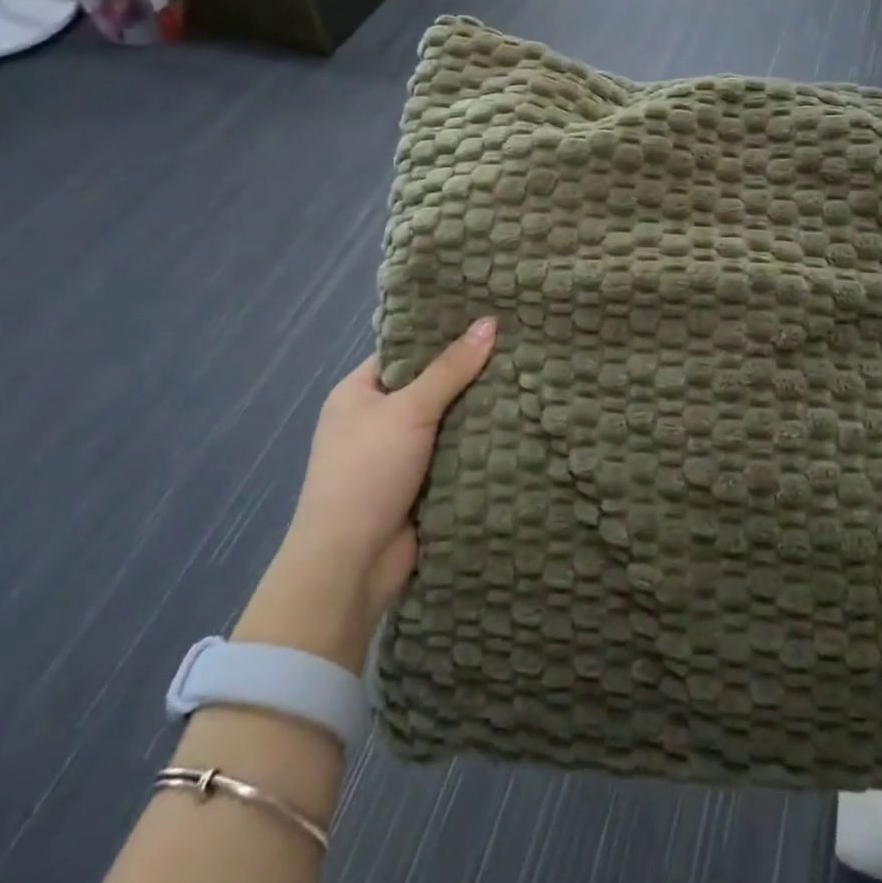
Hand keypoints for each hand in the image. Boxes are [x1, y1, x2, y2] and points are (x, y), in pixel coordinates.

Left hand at [235, 318, 496, 670]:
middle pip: (432, 385)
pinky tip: (522, 421)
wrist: (350, 566)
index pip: (406, 351)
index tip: (489, 316)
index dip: (443, 333)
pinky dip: (482, 443)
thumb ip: (451, 368)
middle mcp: (377, 420)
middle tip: (522, 344)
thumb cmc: (367, 473)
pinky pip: (457, 453)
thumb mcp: (408, 410)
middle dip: (471, 372)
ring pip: (449, 421)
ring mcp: (400, 455)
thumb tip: (490, 321)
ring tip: (532, 376)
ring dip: (481, 410)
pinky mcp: (422, 484)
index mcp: (358, 393)